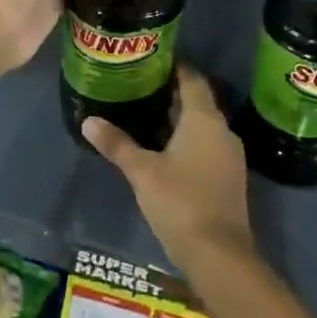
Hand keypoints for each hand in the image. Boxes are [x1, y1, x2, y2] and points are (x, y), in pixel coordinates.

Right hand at [83, 66, 252, 270]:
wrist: (220, 256)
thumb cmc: (181, 203)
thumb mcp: (142, 172)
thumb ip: (117, 144)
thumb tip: (88, 120)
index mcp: (204, 119)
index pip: (192, 79)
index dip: (173, 67)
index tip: (149, 61)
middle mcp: (222, 130)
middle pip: (197, 101)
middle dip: (170, 93)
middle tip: (138, 87)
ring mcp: (228, 156)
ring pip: (201, 125)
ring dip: (177, 119)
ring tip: (144, 115)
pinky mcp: (227, 177)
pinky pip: (206, 145)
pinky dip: (186, 140)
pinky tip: (162, 149)